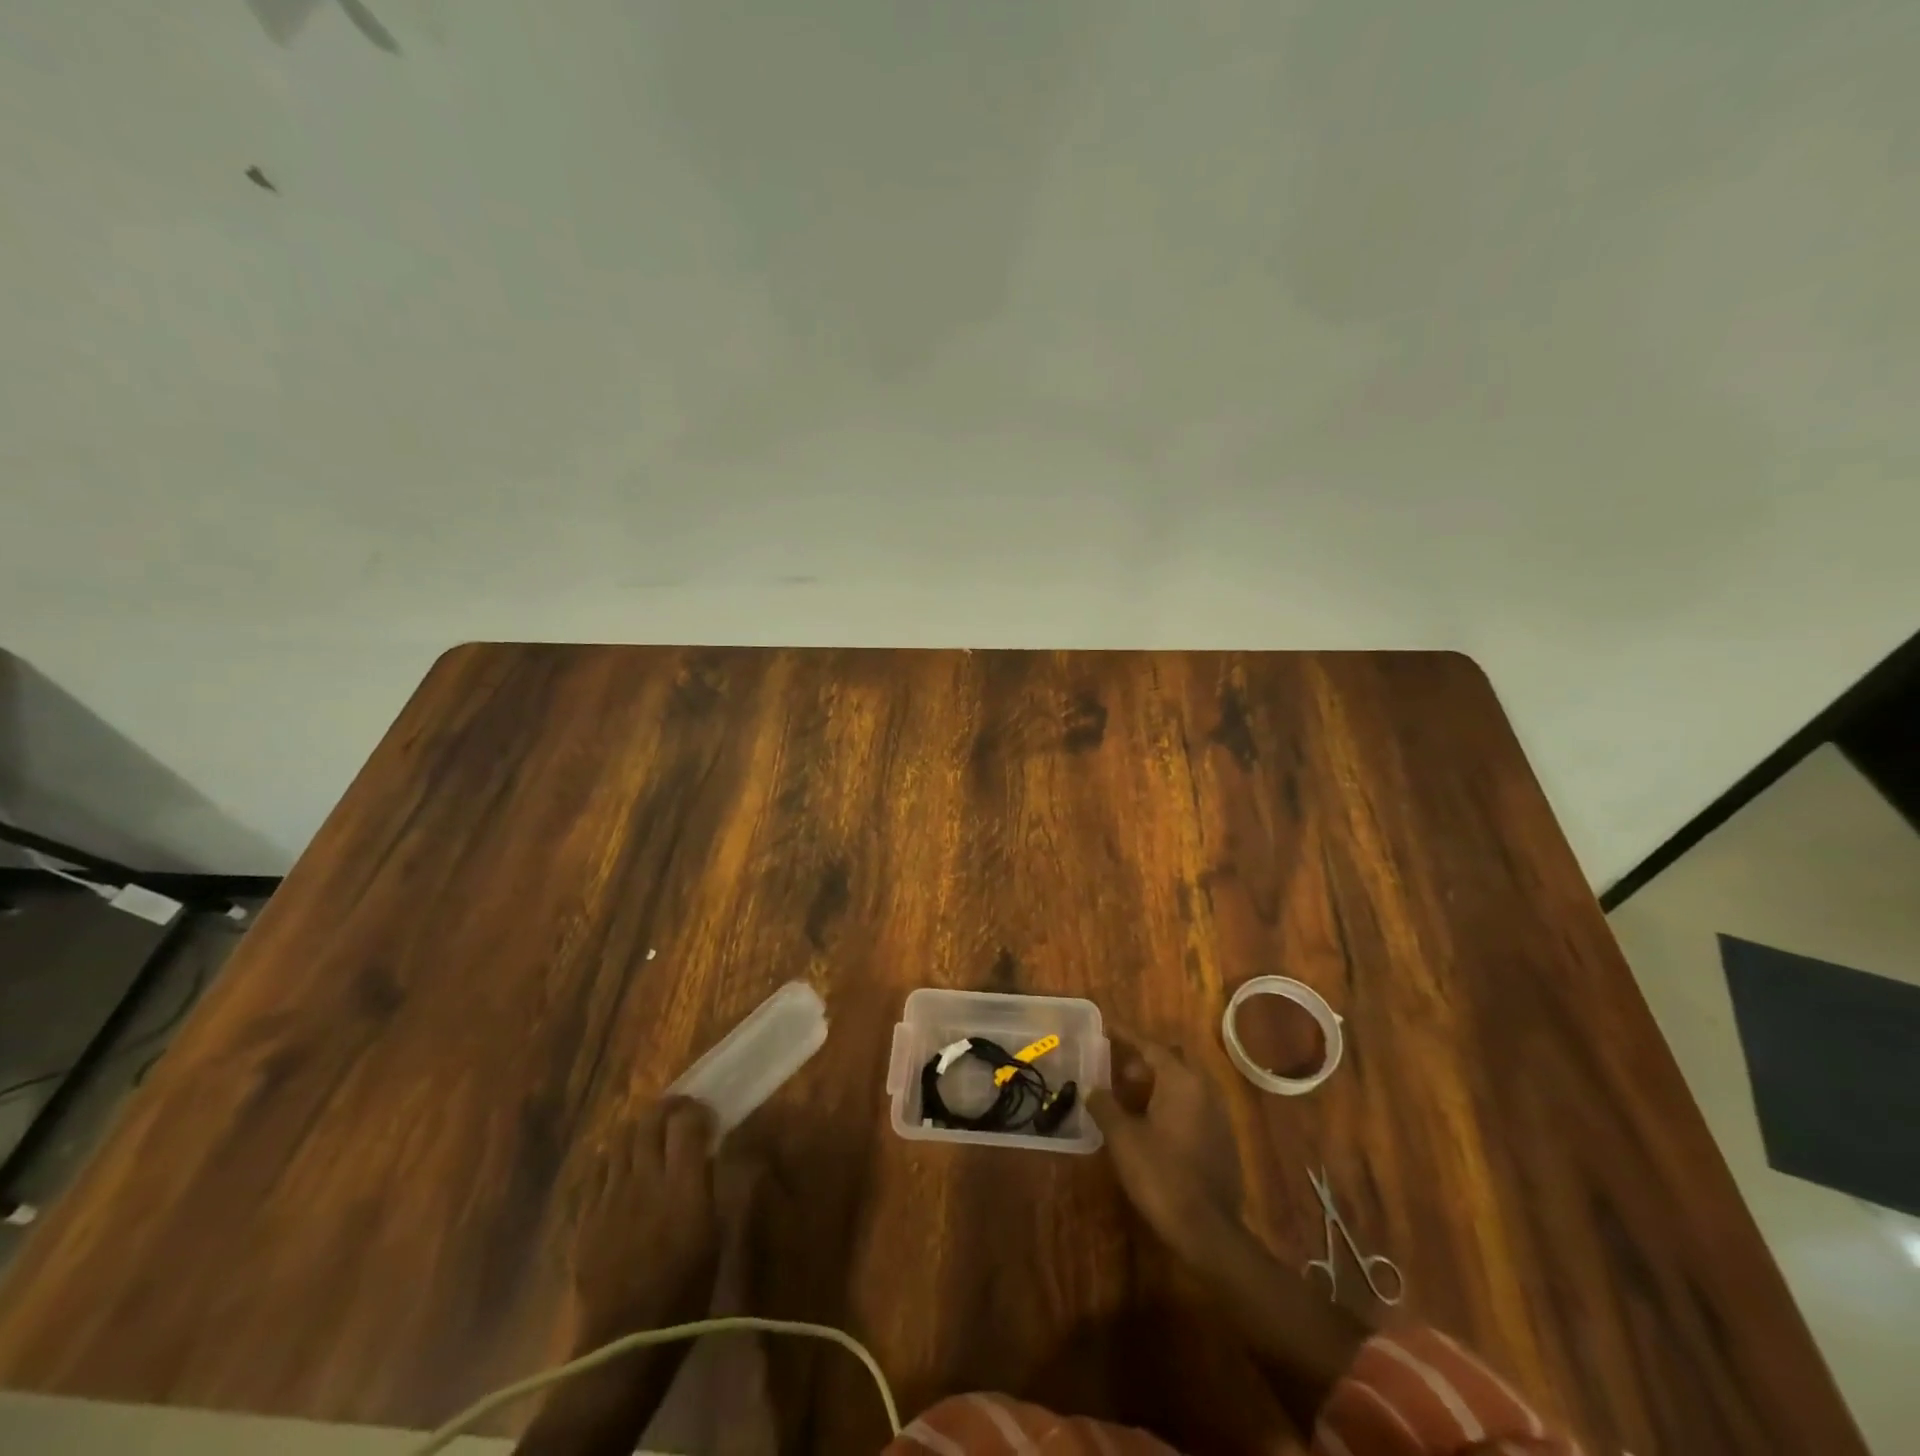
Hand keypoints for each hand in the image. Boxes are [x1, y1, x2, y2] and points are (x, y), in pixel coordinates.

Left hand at [570, 1097, 719, 1335]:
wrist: (626, 1341)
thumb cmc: (685, 1289)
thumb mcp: (716, 1235)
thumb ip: (714, 1184)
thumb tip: (716, 1149)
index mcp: (681, 1186)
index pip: (686, 1123)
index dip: (697, 1110)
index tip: (707, 1115)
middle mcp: (644, 1180)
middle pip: (650, 1122)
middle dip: (667, 1108)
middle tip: (680, 1113)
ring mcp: (610, 1197)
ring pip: (621, 1139)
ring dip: (639, 1130)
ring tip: (650, 1136)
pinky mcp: (586, 1215)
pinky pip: (598, 1169)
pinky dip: (614, 1157)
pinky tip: (622, 1167)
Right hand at [1088, 1036, 1244, 1263]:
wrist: (1208, 1229)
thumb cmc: (1161, 1174)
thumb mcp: (1123, 1138)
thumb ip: (1105, 1106)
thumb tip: (1091, 1088)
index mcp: (1181, 1080)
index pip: (1150, 1045)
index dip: (1126, 1036)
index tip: (1106, 1028)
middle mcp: (1204, 1088)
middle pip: (1170, 1061)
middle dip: (1143, 1060)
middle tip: (1116, 1070)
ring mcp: (1218, 1114)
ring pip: (1183, 1083)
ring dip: (1157, 1083)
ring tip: (1129, 1098)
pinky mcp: (1222, 1138)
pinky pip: (1193, 1104)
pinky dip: (1171, 1103)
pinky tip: (1152, 1124)